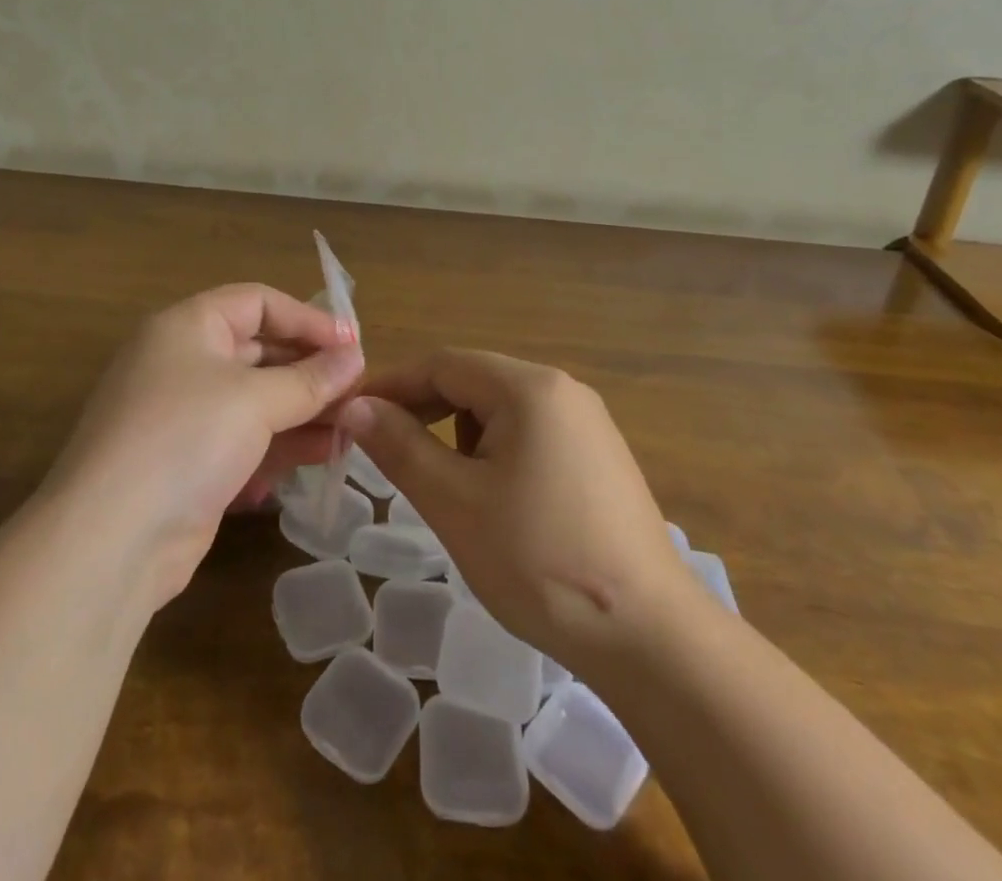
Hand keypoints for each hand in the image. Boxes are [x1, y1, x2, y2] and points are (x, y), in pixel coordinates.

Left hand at [49, 284, 364, 606]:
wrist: (111, 540)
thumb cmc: (185, 438)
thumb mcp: (255, 400)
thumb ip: (311, 378)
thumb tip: (355, 356)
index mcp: (187, 327)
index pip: (257, 302)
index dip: (306, 318)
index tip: (352, 344)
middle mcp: (182, 363)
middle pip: (260, 352)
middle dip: (310, 370)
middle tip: (359, 390)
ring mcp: (184, 417)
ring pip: (256, 401)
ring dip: (304, 412)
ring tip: (351, 429)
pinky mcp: (189, 465)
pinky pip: (244, 441)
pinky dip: (280, 445)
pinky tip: (320, 458)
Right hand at [338, 349, 698, 669]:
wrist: (651, 638)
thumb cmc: (540, 560)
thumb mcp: (455, 502)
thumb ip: (400, 446)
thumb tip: (355, 406)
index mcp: (529, 387)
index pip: (443, 364)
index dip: (392, 385)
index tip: (350, 414)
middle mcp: (562, 390)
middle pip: (473, 381)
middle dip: (424, 410)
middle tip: (383, 449)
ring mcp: (587, 424)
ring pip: (500, 410)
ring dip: (459, 435)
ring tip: (444, 486)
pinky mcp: (599, 458)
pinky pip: (530, 435)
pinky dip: (495, 453)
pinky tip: (493, 500)